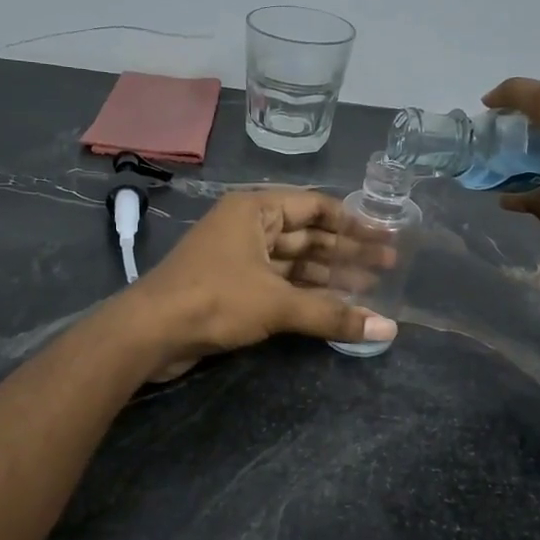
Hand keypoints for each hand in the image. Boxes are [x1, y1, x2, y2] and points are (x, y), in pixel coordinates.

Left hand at [120, 188, 396, 380]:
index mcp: (256, 210)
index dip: (353, 223)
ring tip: (371, 290)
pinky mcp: (233, 287)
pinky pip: (279, 283)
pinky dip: (306, 293)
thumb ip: (333, 314)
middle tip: (388, 268)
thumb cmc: (215, 299)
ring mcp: (239, 257)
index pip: (316, 206)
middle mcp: (248, 226)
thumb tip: (388, 329)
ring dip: (329, 276)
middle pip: (308, 235)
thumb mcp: (278, 304)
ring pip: (294, 262)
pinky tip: (335, 306)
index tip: (385, 239)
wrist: (151, 332)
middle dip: (346, 252)